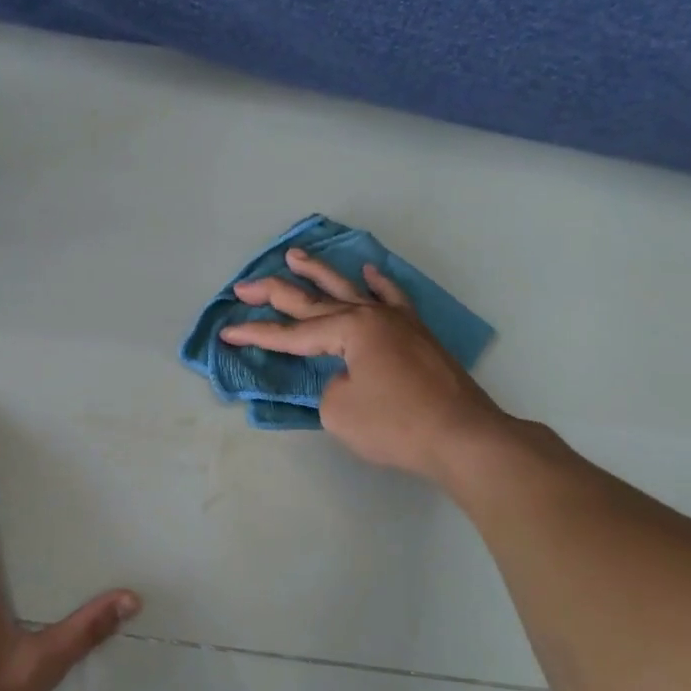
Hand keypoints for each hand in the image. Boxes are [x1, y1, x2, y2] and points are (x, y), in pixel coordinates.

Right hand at [220, 247, 509, 481]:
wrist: (463, 436)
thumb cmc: (397, 425)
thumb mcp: (340, 411)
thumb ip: (327, 387)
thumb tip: (342, 378)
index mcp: (349, 329)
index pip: (292, 333)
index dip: (256, 334)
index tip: (226, 331)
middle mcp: (371, 315)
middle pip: (314, 302)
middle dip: (275, 294)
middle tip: (244, 286)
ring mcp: (397, 322)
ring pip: (350, 290)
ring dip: (319, 273)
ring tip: (295, 254)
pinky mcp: (417, 335)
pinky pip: (393, 299)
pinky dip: (378, 284)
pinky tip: (368, 271)